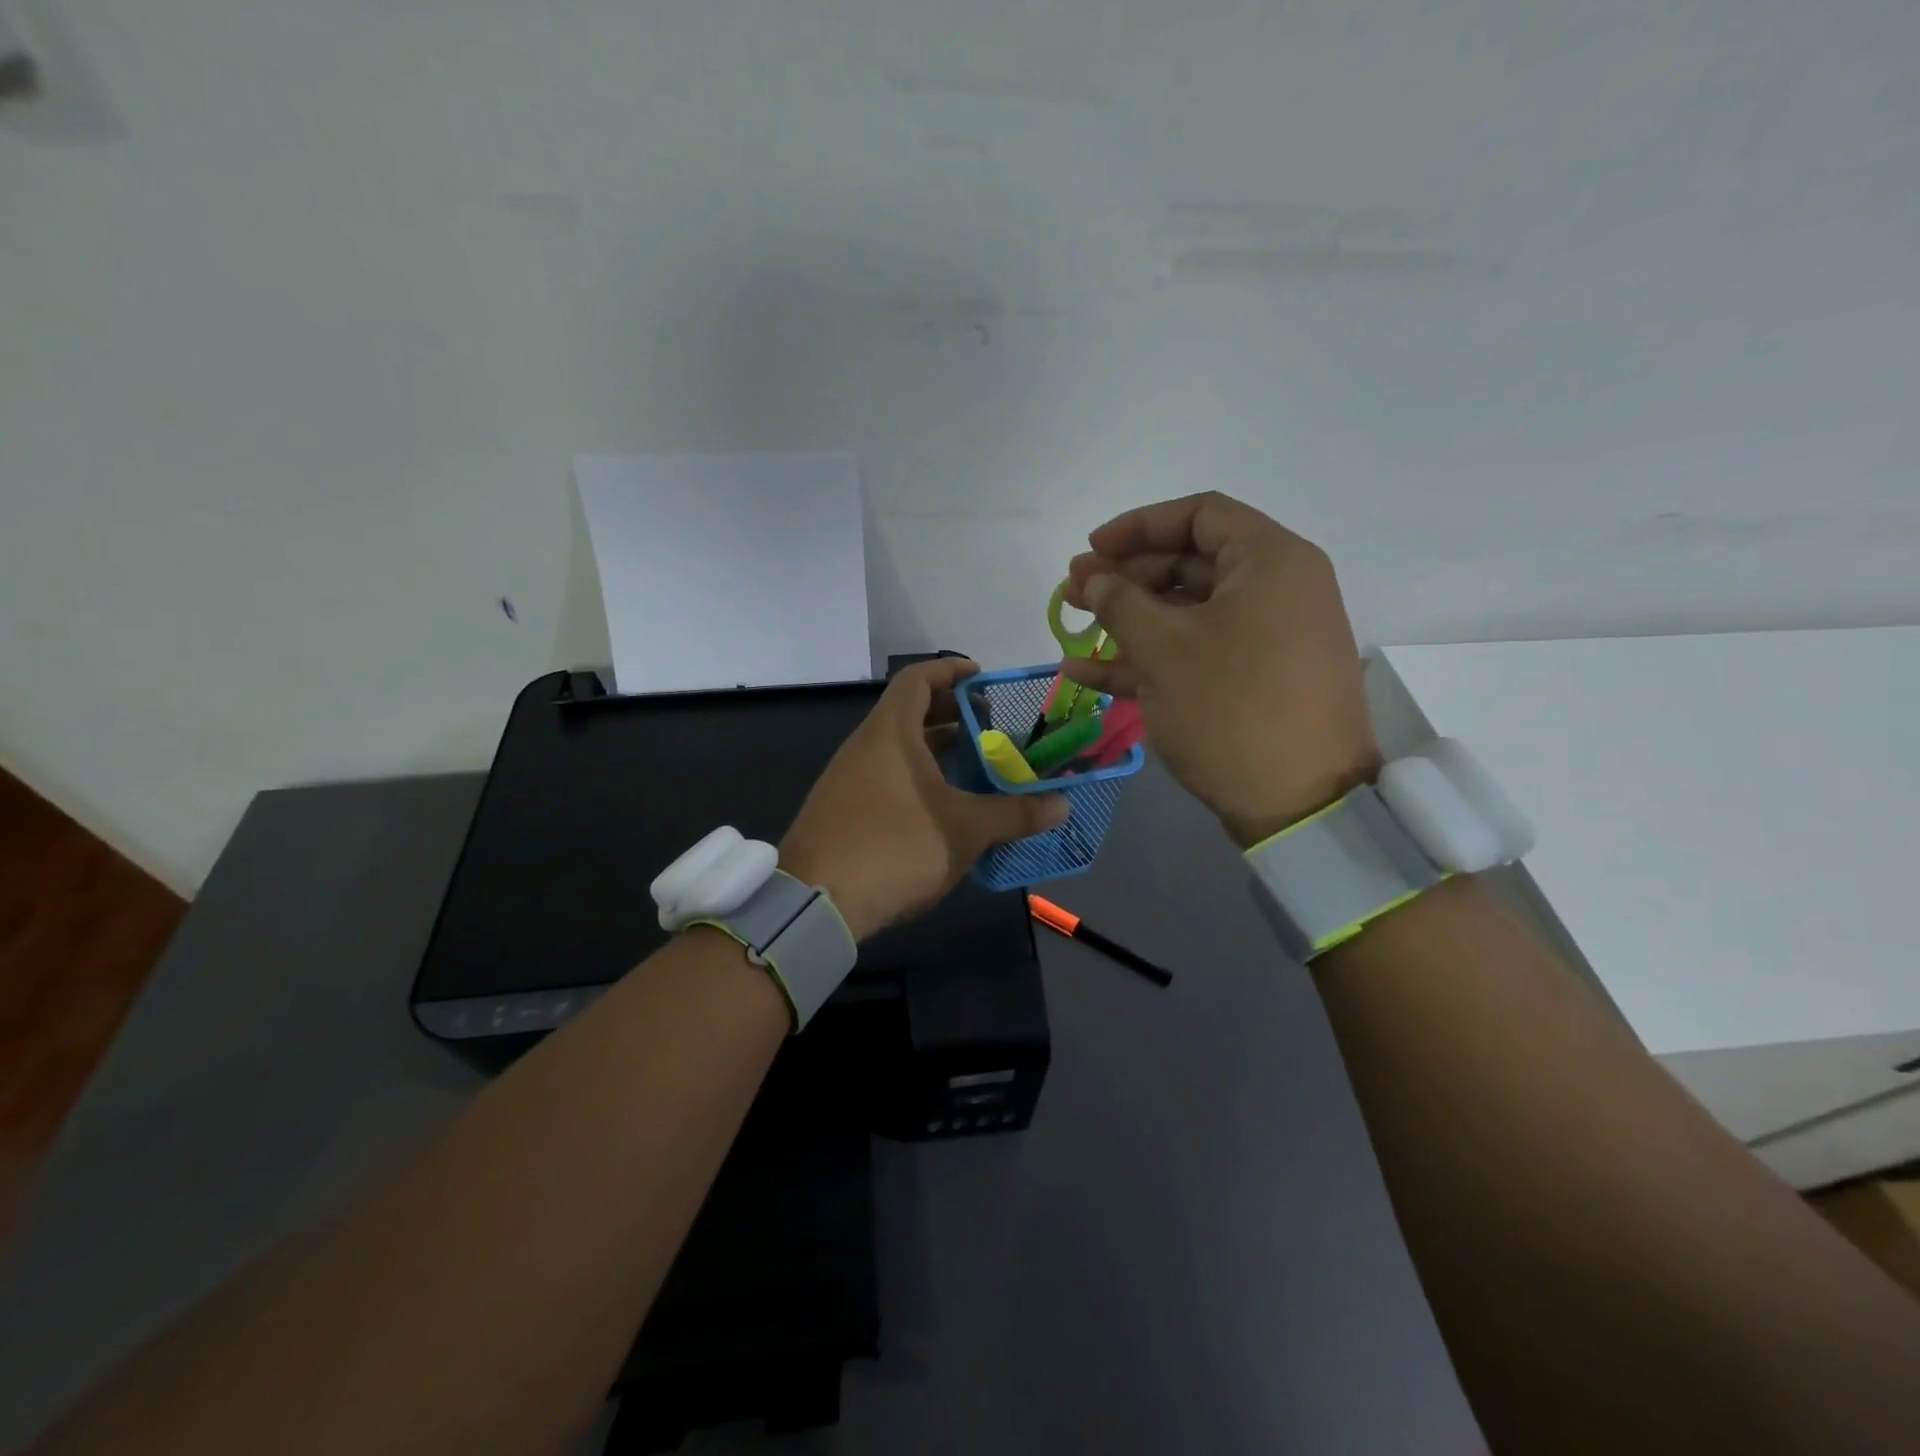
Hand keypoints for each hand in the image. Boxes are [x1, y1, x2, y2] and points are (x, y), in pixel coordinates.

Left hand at [781, 659, 1068, 939]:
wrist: (815, 903)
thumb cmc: (895, 847)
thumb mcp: (964, 829)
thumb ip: (1014, 814)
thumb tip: (1062, 805)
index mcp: (890, 733)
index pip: (918, 679)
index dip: (951, 671)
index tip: (984, 679)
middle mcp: (865, 746)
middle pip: (910, 712)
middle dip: (953, 715)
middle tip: (992, 728)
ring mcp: (848, 779)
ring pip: (899, 749)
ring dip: (937, 751)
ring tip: (976, 768)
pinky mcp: (843, 810)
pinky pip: (887, 777)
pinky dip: (918, 778)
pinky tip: (944, 807)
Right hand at [1060, 492, 1380, 846]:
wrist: (1301, 804)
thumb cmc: (1231, 708)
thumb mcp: (1164, 648)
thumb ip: (1119, 602)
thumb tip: (1092, 578)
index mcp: (1270, 561)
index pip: (1199, 515)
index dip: (1138, 526)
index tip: (1091, 548)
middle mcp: (1276, 590)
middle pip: (1190, 564)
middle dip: (1125, 576)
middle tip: (1074, 591)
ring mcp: (1266, 640)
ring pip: (1187, 613)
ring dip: (1128, 619)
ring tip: (1074, 625)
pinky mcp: (1254, 681)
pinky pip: (1196, 653)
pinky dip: (1147, 658)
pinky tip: (1087, 672)